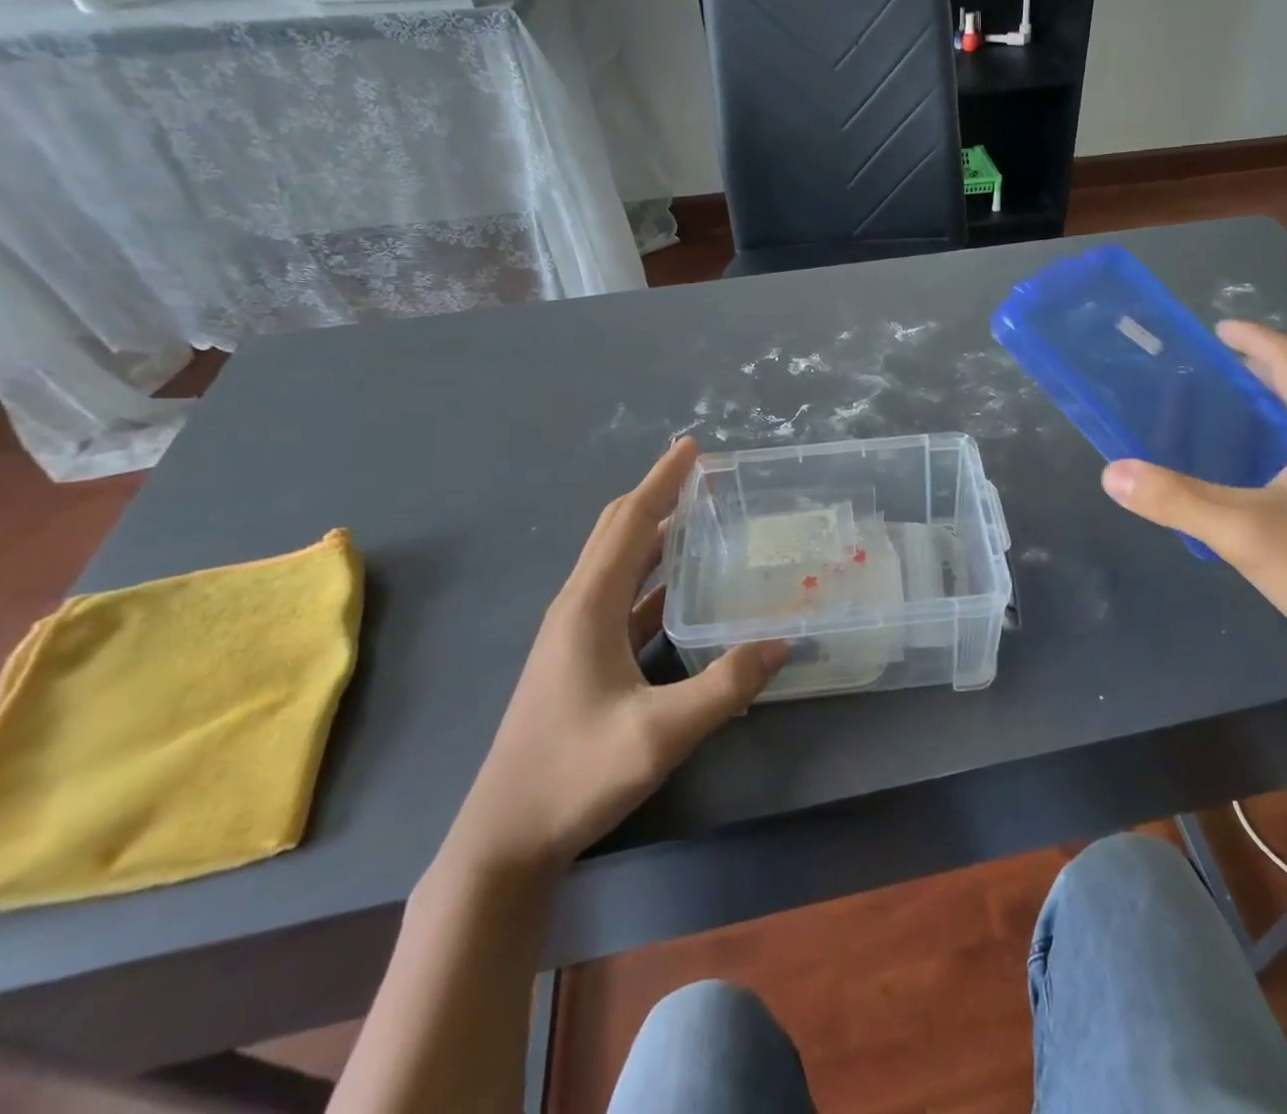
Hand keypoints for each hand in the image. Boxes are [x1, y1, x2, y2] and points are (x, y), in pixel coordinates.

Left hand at [446, 438, 786, 873]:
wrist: (505, 840)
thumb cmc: (575, 775)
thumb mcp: (660, 734)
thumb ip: (725, 687)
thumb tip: (781, 641)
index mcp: (588, 607)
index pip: (631, 523)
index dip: (662, 481)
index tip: (692, 447)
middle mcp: (578, 608)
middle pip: (618, 532)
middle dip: (658, 496)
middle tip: (703, 476)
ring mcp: (575, 635)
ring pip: (619, 564)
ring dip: (656, 535)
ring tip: (702, 519)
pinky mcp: (581, 660)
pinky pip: (623, 599)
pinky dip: (654, 579)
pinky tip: (685, 589)